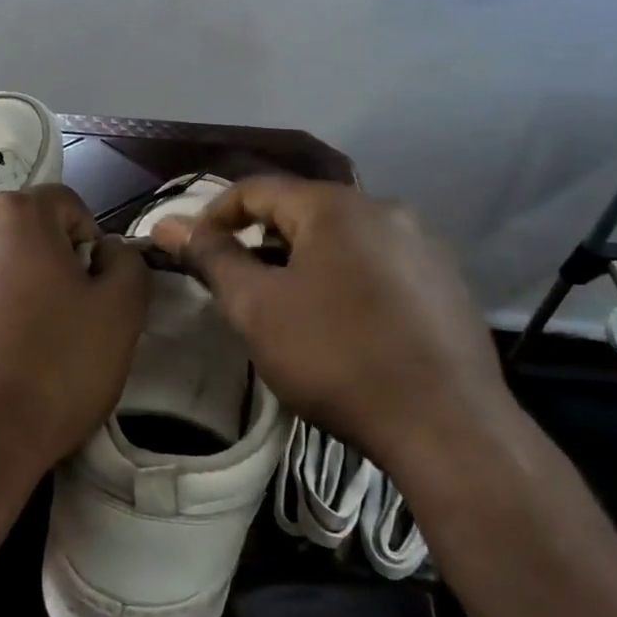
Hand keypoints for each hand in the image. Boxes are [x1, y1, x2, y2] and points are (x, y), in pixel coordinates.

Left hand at [0, 184, 147, 513]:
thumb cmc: (48, 375)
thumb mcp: (119, 316)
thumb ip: (126, 263)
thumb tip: (107, 250)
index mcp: (13, 212)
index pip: (67, 207)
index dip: (86, 246)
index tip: (85, 292)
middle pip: (16, 226)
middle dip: (38, 257)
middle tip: (48, 315)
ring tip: (3, 335)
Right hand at [152, 177, 510, 468]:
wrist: (449, 427)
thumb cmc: (337, 358)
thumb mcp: (257, 308)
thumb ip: (211, 258)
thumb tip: (167, 224)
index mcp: (335, 205)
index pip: (256, 189)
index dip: (214, 215)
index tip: (192, 252)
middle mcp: (384, 208)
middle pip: (302, 211)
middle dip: (260, 241)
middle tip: (238, 286)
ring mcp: (423, 243)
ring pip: (342, 238)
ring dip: (304, 261)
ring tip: (288, 308)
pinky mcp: (446, 280)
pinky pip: (378, 262)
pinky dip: (346, 278)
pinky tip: (345, 324)